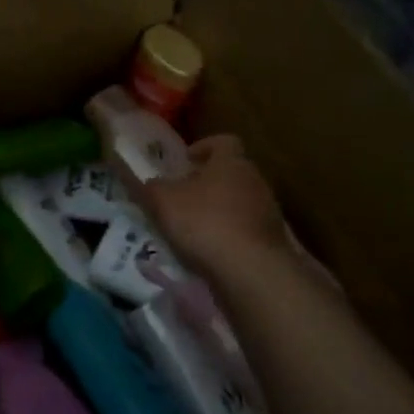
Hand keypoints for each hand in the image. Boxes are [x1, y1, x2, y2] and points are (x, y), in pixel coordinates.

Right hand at [137, 134, 287, 278]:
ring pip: (238, 201)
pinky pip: (244, 229)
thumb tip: (142, 179)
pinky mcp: (271, 241)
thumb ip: (148, 186)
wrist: (251, 271)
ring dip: (217, 209)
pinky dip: (227, 235)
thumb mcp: (162, 202)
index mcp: (231, 162)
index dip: (203, 147)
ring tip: (191, 228)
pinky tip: (208, 251)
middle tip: (181, 195)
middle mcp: (255, 180)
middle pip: (230, 172)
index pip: (223, 142)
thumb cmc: (204, 223)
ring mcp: (267, 212)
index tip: (185, 161)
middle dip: (206, 182)